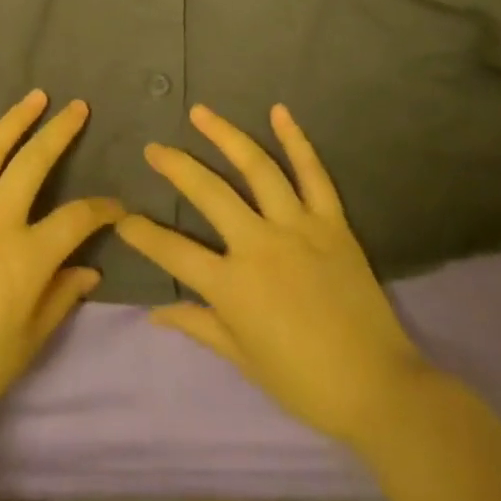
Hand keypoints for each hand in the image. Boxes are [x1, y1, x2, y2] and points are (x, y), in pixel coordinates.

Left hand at [0, 90, 123, 444]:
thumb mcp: (32, 339)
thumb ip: (63, 295)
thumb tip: (91, 268)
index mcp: (27, 256)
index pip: (77, 218)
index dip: (103, 209)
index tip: (117, 208)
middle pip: (34, 163)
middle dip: (61, 132)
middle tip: (79, 107)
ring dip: (14, 120)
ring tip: (36, 96)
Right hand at [115, 103, 434, 450]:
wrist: (380, 389)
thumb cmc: (305, 383)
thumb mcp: (243, 359)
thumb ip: (198, 326)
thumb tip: (154, 314)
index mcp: (232, 286)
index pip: (173, 252)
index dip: (141, 234)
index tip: (120, 218)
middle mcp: (259, 245)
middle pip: (209, 194)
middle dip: (176, 167)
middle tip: (154, 148)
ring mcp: (298, 228)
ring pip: (257, 169)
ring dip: (225, 136)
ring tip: (200, 113)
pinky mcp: (332, 224)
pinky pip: (313, 174)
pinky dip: (297, 140)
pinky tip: (279, 111)